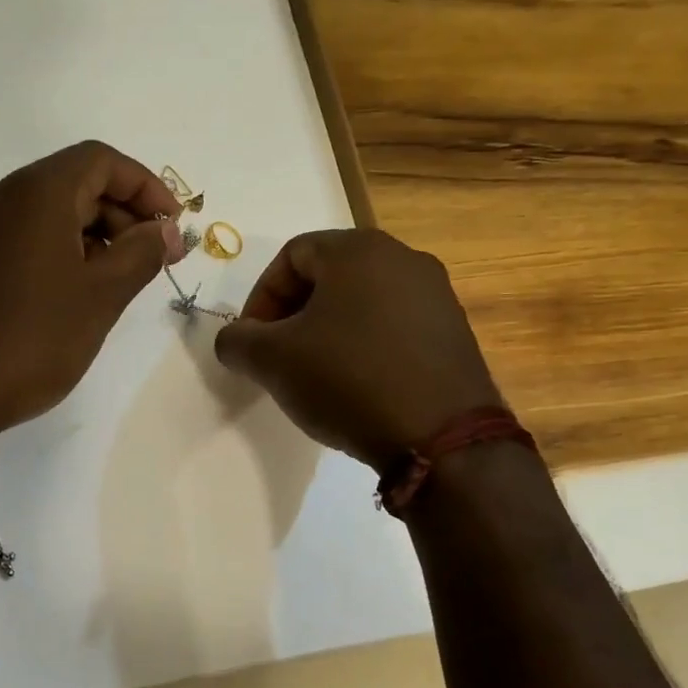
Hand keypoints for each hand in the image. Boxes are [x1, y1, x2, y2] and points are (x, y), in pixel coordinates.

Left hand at [0, 141, 187, 442]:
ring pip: (50, 213)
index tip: (172, 228)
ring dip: (94, 236)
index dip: (146, 187)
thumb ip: (140, 254)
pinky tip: (77, 295)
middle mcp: (2, 197)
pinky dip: (62, 252)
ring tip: (119, 282)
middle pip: (75, 183)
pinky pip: (25, 238)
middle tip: (153, 259)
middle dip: (123, 214)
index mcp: (37, 192)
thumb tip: (166, 230)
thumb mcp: (100, 297)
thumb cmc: (30, 339)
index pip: (102, 161)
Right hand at [213, 229, 502, 469]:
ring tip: (315, 374)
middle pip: (328, 275)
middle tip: (278, 356)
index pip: (291, 256)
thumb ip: (237, 340)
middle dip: (292, 314)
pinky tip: (356, 385)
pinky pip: (393, 326)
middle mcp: (403, 258)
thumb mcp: (272, 361)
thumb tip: (234, 339)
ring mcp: (436, 295)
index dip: (261, 297)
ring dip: (327, 331)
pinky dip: (364, 346)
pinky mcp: (454, 332)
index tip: (252, 341)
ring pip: (361, 301)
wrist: (441, 437)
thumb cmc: (348, 380)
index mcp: (358, 250)